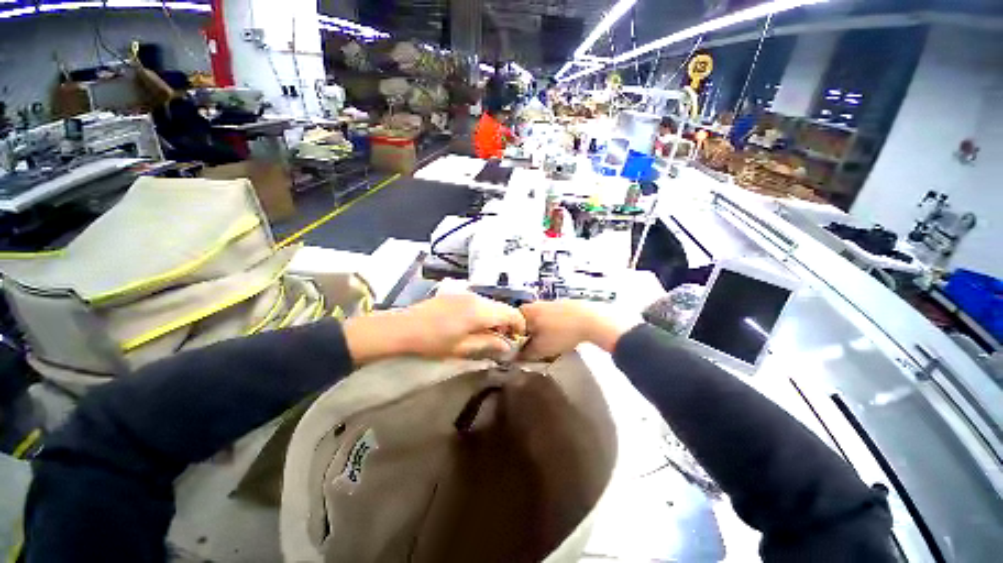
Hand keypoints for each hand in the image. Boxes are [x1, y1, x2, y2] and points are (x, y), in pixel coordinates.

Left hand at [343, 294, 525, 362]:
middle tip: (503, 340)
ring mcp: (466, 294)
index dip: (519, 325)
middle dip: (507, 322)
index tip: (518, 339)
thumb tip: (507, 346)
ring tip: (488, 334)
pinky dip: (483, 312)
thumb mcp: (462, 347)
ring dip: (495, 317)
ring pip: (490, 303)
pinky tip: (474, 324)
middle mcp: (476, 298)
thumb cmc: (433, 342)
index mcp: (480, 311)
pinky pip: (478, 301)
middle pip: (502, 307)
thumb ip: (488, 343)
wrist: (403, 327)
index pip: (511, 313)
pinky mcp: (457, 294)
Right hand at [519, 301, 633, 359]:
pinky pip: (552, 316)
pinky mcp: (563, 304)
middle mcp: (536, 304)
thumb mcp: (540, 348)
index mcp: (527, 311)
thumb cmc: (561, 333)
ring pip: (539, 318)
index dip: (513, 335)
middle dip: (529, 333)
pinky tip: (562, 334)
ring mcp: (550, 302)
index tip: (519, 346)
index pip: (511, 322)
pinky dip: (553, 325)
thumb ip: (525, 353)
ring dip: (541, 329)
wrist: (590, 321)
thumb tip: (515, 357)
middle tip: (534, 345)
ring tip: (550, 341)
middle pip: (526, 320)